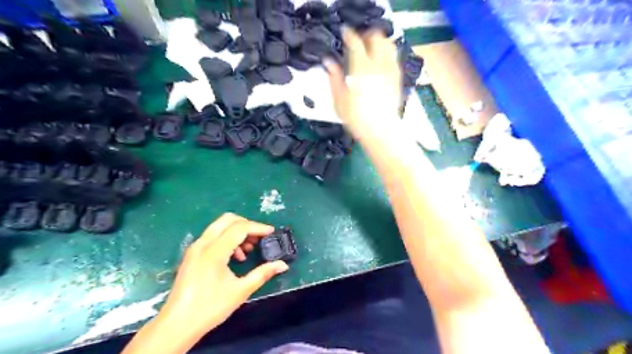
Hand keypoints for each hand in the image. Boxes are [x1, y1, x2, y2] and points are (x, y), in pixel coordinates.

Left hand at [158, 214, 287, 340]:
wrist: (177, 325)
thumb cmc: (210, 307)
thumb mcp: (241, 291)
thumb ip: (263, 273)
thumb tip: (283, 264)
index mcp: (214, 251)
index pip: (240, 228)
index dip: (258, 227)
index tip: (272, 232)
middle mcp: (203, 243)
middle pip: (228, 219)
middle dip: (247, 225)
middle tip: (259, 238)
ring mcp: (195, 248)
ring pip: (219, 226)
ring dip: (237, 232)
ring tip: (248, 250)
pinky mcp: (192, 254)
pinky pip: (213, 236)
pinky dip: (227, 238)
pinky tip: (234, 257)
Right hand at [326, 27, 398, 138]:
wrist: (381, 131)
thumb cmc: (357, 119)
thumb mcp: (339, 101)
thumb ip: (334, 78)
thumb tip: (328, 62)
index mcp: (361, 69)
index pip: (356, 43)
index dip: (349, 35)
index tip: (344, 33)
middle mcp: (378, 65)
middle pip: (376, 38)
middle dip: (367, 35)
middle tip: (358, 41)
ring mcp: (390, 71)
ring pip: (389, 45)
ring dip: (380, 42)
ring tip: (371, 48)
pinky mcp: (397, 79)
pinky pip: (395, 59)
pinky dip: (388, 54)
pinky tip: (382, 61)